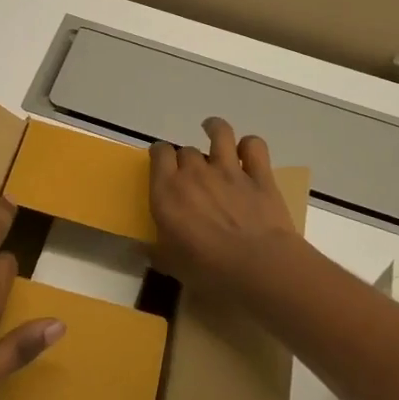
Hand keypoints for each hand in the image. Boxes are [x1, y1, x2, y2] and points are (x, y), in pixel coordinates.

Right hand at [150, 117, 299, 290]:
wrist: (258, 266)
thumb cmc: (208, 270)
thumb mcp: (171, 264)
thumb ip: (154, 251)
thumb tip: (139, 249)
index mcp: (167, 191)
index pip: (158, 154)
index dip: (159, 154)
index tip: (161, 162)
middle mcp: (195, 173)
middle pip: (186, 150)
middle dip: (186, 158)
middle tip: (191, 174)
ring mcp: (228, 170)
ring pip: (219, 134)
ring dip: (214, 129)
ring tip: (211, 129)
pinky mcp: (259, 175)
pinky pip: (254, 146)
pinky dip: (250, 145)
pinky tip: (247, 150)